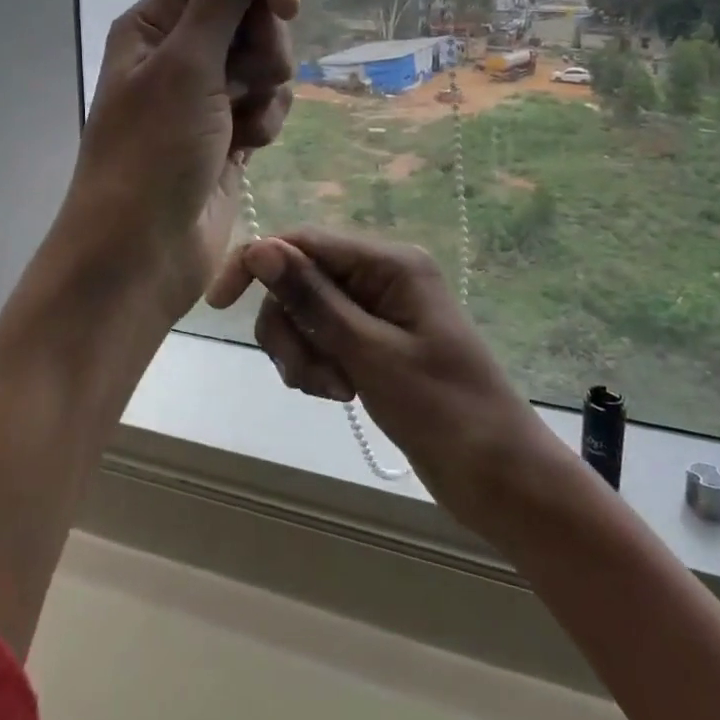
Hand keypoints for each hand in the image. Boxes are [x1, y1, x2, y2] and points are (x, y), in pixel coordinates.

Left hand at [52, 0, 297, 327]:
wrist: (141, 257)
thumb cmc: (151, 156)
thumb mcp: (188, 64)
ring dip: (266, 90)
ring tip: (240, 125)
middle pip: (253, 12)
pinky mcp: (229, 131)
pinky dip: (265, 122)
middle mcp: (180, 50)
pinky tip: (246, 150)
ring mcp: (206, 93)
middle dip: (265, 45)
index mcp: (156, 22)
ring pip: (268, 60)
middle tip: (245, 82)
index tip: (286, 7)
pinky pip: (268, 103)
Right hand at [207, 228, 561, 524]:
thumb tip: (260, 247)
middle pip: (301, 280)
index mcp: (390, 263)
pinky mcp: (376, 343)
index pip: (304, 241)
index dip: (257, 263)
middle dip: (291, 327)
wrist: (500, 477)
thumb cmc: (444, 411)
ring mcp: (379, 311)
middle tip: (307, 377)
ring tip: (332, 392)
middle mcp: (382, 276)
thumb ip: (312, 298)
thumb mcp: (370, 353)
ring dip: (303, 352)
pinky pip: (324, 339)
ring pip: (307, 313)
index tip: (219, 305)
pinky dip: (318, 365)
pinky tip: (338, 395)